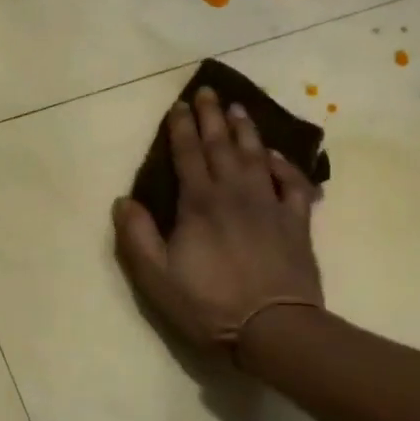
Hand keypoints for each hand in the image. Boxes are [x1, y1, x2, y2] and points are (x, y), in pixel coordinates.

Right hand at [112, 87, 322, 351]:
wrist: (274, 328)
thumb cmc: (208, 304)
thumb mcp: (156, 277)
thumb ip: (138, 236)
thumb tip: (123, 200)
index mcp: (199, 204)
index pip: (188, 155)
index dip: (181, 129)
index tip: (178, 106)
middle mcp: (235, 194)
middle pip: (222, 146)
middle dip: (211, 117)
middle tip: (207, 91)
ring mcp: (269, 205)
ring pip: (256, 156)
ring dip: (246, 130)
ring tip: (238, 109)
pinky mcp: (296, 222)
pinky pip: (292, 184)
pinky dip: (284, 165)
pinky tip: (276, 155)